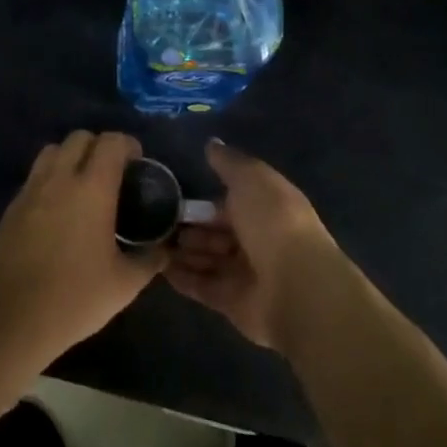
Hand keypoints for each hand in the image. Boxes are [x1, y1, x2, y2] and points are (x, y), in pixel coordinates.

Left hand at [0, 131, 165, 366]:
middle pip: (79, 138)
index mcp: (92, 188)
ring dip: (71, 156)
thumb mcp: (125, 284)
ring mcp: (31, 189)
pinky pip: (35, 175)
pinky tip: (59, 210)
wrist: (12, 318)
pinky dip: (51, 178)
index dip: (128, 145)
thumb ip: (150, 259)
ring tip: (83, 185)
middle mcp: (60, 178)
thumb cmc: (75, 297)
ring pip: (52, 150)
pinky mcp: (12, 206)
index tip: (137, 164)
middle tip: (112, 174)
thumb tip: (166, 248)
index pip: (111, 142)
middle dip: (99, 146)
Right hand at [167, 138, 345, 350]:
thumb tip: (211, 143)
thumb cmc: (273, 223)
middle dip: (188, 227)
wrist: (296, 286)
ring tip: (149, 241)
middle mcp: (256, 240)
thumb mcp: (251, 179)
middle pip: (215, 232)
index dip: (203, 200)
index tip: (171, 195)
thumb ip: (228, 162)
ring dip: (181, 251)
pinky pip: (201, 286)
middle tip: (153, 221)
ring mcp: (244, 273)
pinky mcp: (232, 303)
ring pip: (206, 259)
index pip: (229, 202)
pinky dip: (182, 277)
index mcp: (265, 208)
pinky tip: (158, 266)